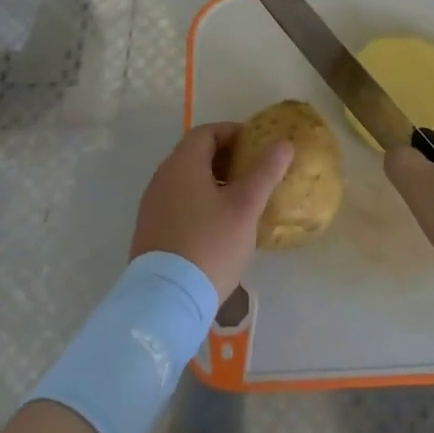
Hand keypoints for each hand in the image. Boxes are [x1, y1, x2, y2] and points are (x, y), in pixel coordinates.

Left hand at [130, 123, 293, 299]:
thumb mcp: (245, 207)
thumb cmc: (211, 244)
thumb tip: (284, 144)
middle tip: (253, 172)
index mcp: (182, 164)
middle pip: (194, 154)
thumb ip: (265, 172)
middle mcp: (162, 178)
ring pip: (185, 180)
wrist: (167, 300)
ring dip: (212, 181)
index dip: (233, 133)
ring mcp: (152, 206)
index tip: (256, 145)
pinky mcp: (150, 230)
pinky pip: (177, 202)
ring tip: (240, 199)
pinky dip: (198, 201)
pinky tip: (218, 225)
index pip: (207, 132)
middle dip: (225, 157)